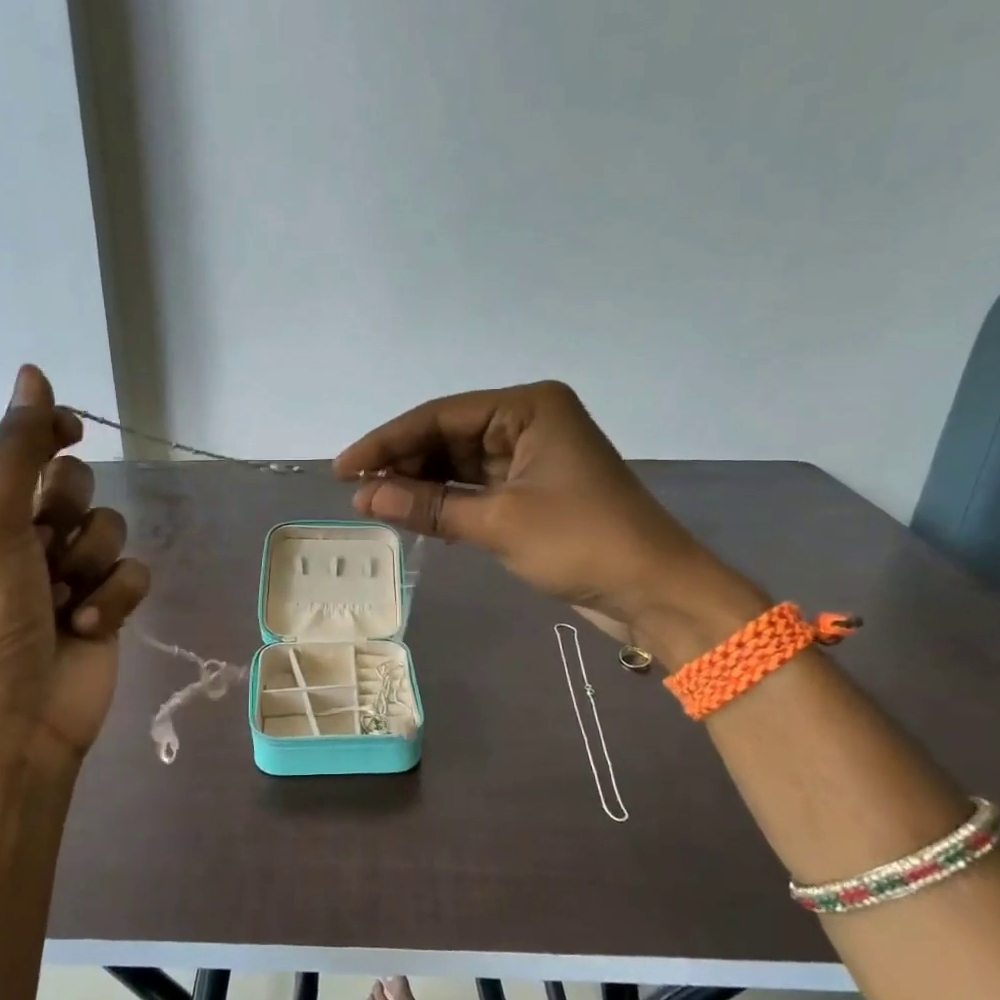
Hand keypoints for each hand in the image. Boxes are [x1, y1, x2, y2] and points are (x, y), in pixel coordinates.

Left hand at [0, 366, 151, 771]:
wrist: (19, 714)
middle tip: (47, 543)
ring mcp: (72, 574)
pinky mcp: (108, 606)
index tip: (71, 431)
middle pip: (79, 486)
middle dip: (71, 511)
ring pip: (113, 529)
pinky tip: (88, 625)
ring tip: (65, 601)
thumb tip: (32, 371)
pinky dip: (114, 597)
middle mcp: (31, 537)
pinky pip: (134, 573)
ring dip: (92, 562)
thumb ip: (18, 449)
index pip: (29, 449)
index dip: (52, 432)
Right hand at [335, 381, 757, 651]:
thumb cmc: (582, 543)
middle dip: (403, 465)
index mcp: (529, 408)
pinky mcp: (532, 491)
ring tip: (376, 507)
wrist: (655, 591)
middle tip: (357, 494)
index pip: (440, 416)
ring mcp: (531, 457)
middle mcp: (529, 422)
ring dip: (421, 486)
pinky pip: (475, 488)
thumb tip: (365, 499)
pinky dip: (445, 502)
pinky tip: (412, 515)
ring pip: (459, 464)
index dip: (387, 442)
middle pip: (447, 436)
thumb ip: (429, 506)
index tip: (344, 469)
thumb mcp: (498, 523)